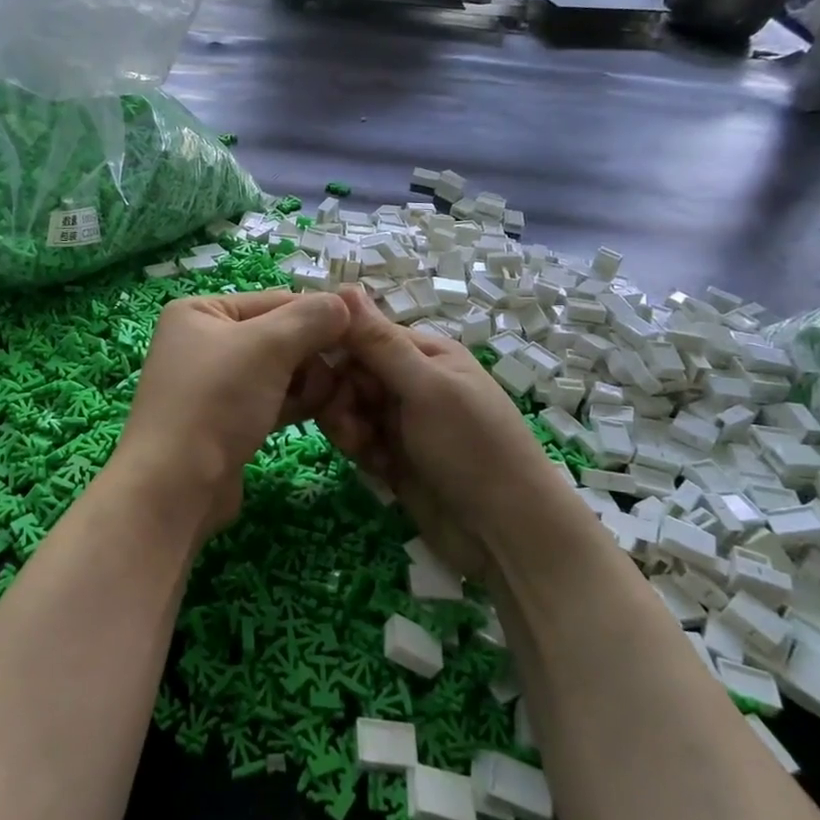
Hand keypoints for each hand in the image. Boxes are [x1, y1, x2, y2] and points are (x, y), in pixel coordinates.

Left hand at [111, 289, 349, 539]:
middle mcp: (204, 341)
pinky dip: (296, 402)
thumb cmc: (216, 401)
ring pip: (279, 371)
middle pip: (280, 336)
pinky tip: (323, 412)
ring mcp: (215, 384)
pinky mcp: (227, 420)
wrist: (175, 486)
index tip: (361, 334)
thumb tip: (347, 303)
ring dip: (310, 381)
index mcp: (201, 311)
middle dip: (314, 354)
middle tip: (343, 375)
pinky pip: (271, 399)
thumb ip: (311, 318)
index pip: (276, 300)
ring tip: (330, 398)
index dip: (320, 316)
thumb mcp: (268, 347)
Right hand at [318, 286, 571, 579]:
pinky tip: (376, 469)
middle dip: (341, 397)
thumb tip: (344, 285)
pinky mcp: (395, 458)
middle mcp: (412, 383)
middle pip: (351, 375)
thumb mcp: (426, 388)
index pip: (363, 336)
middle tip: (350, 424)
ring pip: (350, 410)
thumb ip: (380, 342)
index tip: (313, 373)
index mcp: (425, 354)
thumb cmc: (472, 448)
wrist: (506, 534)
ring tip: (364, 451)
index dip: (337, 351)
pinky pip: (360, 441)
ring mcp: (403, 422)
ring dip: (347, 427)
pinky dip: (361, 452)